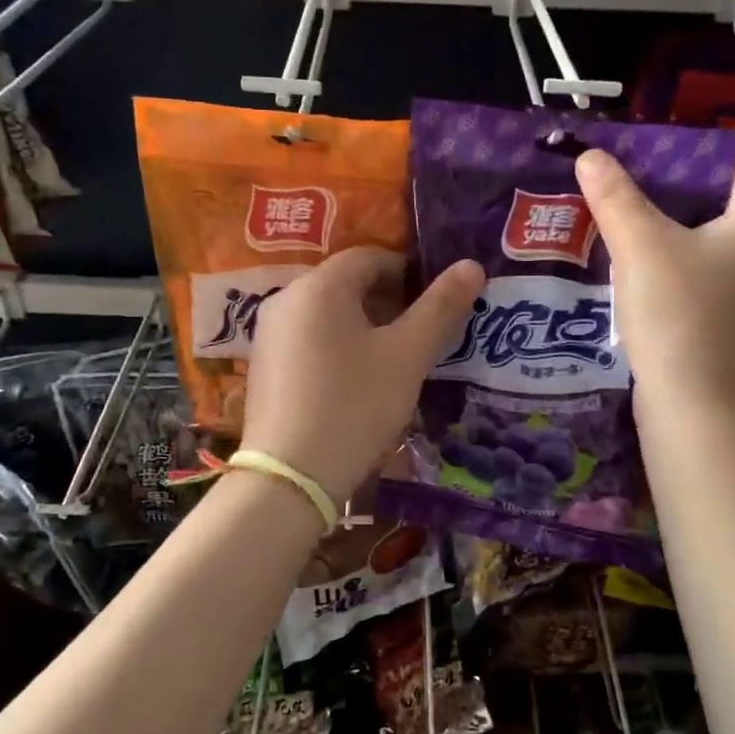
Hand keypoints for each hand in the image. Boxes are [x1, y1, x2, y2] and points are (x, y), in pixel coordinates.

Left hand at [241, 247, 484, 506]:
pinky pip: (308, 340)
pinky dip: (337, 348)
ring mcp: (268, 334)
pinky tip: (355, 383)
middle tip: (420, 336)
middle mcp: (285, 299)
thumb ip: (441, 307)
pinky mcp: (262, 367)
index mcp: (320, 286)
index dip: (409, 273)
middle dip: (388, 302)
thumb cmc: (355, 405)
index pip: (370, 257)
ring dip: (364, 327)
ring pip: (327, 315)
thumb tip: (471, 265)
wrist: (291, 476)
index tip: (435, 304)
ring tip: (393, 362)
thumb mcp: (407, 356)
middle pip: (346, 284)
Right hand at [575, 146, 734, 404]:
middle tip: (620, 181)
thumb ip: (615, 196)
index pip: (733, 164)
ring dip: (664, 230)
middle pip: (717, 202)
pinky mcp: (732, 320)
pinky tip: (631, 267)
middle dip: (668, 190)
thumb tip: (590, 153)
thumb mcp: (641, 246)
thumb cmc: (679, 314)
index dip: (688, 152)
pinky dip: (671, 264)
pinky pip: (701, 274)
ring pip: (706, 241)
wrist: (697, 407)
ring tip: (617, 218)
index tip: (641, 150)